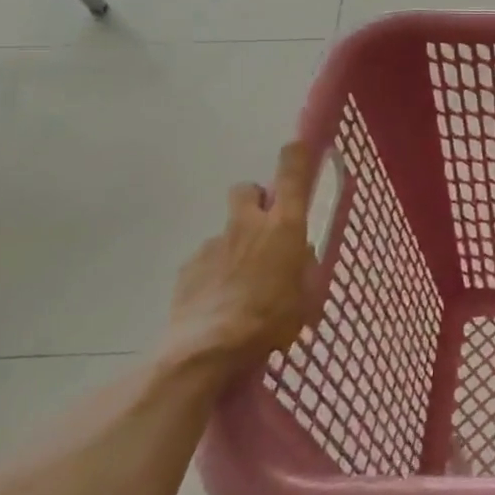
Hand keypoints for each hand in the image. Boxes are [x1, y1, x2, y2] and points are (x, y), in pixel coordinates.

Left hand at [168, 143, 326, 369]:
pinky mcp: (188, 267)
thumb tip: (299, 257)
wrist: (209, 348)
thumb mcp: (306, 297)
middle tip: (263, 226)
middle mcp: (247, 225)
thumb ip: (303, 269)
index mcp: (283, 227)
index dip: (294, 156)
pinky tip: (218, 302)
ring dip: (235, 246)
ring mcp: (213, 243)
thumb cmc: (271, 319)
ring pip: (227, 231)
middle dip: (254, 200)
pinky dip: (214, 273)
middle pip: (246, 190)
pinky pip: (206, 260)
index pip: (291, 176)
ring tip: (240, 285)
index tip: (295, 146)